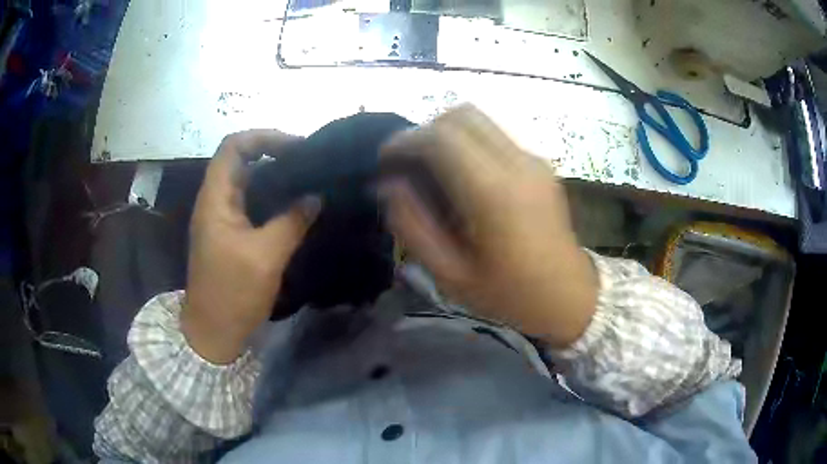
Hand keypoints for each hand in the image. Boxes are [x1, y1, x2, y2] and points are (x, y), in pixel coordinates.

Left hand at [182, 130, 319, 363]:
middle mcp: (216, 201)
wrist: (214, 332)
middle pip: (241, 160)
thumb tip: (316, 196)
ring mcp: (222, 218)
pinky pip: (252, 205)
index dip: (263, 137)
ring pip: (248, 183)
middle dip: (274, 154)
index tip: (296, 147)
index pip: (233, 146)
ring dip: (275, 177)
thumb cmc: (233, 293)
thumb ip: (292, 221)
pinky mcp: (231, 235)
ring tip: (308, 181)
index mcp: (215, 198)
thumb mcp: (266, 256)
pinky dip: (273, 199)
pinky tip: (296, 207)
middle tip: (309, 163)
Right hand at [380, 105, 596, 347]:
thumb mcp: (451, 275)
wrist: (569, 296)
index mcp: (493, 192)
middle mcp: (517, 164)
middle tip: (409, 163)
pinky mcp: (541, 164)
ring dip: (447, 134)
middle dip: (425, 130)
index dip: (405, 140)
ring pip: (480, 120)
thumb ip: (414, 227)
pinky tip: (462, 177)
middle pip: (461, 115)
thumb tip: (389, 186)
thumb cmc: (510, 294)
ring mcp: (533, 160)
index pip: (440, 137)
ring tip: (431, 168)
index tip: (385, 160)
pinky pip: (495, 136)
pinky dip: (468, 142)